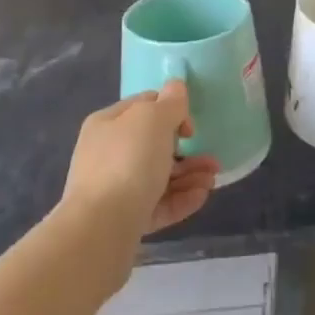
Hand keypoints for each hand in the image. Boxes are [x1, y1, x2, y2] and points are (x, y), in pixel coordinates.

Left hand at [60, 80, 218, 240]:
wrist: (101, 228)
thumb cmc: (128, 161)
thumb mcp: (153, 119)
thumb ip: (170, 102)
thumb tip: (176, 86)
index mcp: (107, 124)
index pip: (143, 106)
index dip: (171, 109)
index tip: (191, 125)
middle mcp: (107, 154)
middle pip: (153, 145)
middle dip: (187, 149)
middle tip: (211, 159)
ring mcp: (114, 189)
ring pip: (158, 176)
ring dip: (189, 175)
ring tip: (213, 180)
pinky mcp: (124, 220)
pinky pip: (157, 204)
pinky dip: (180, 199)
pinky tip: (202, 196)